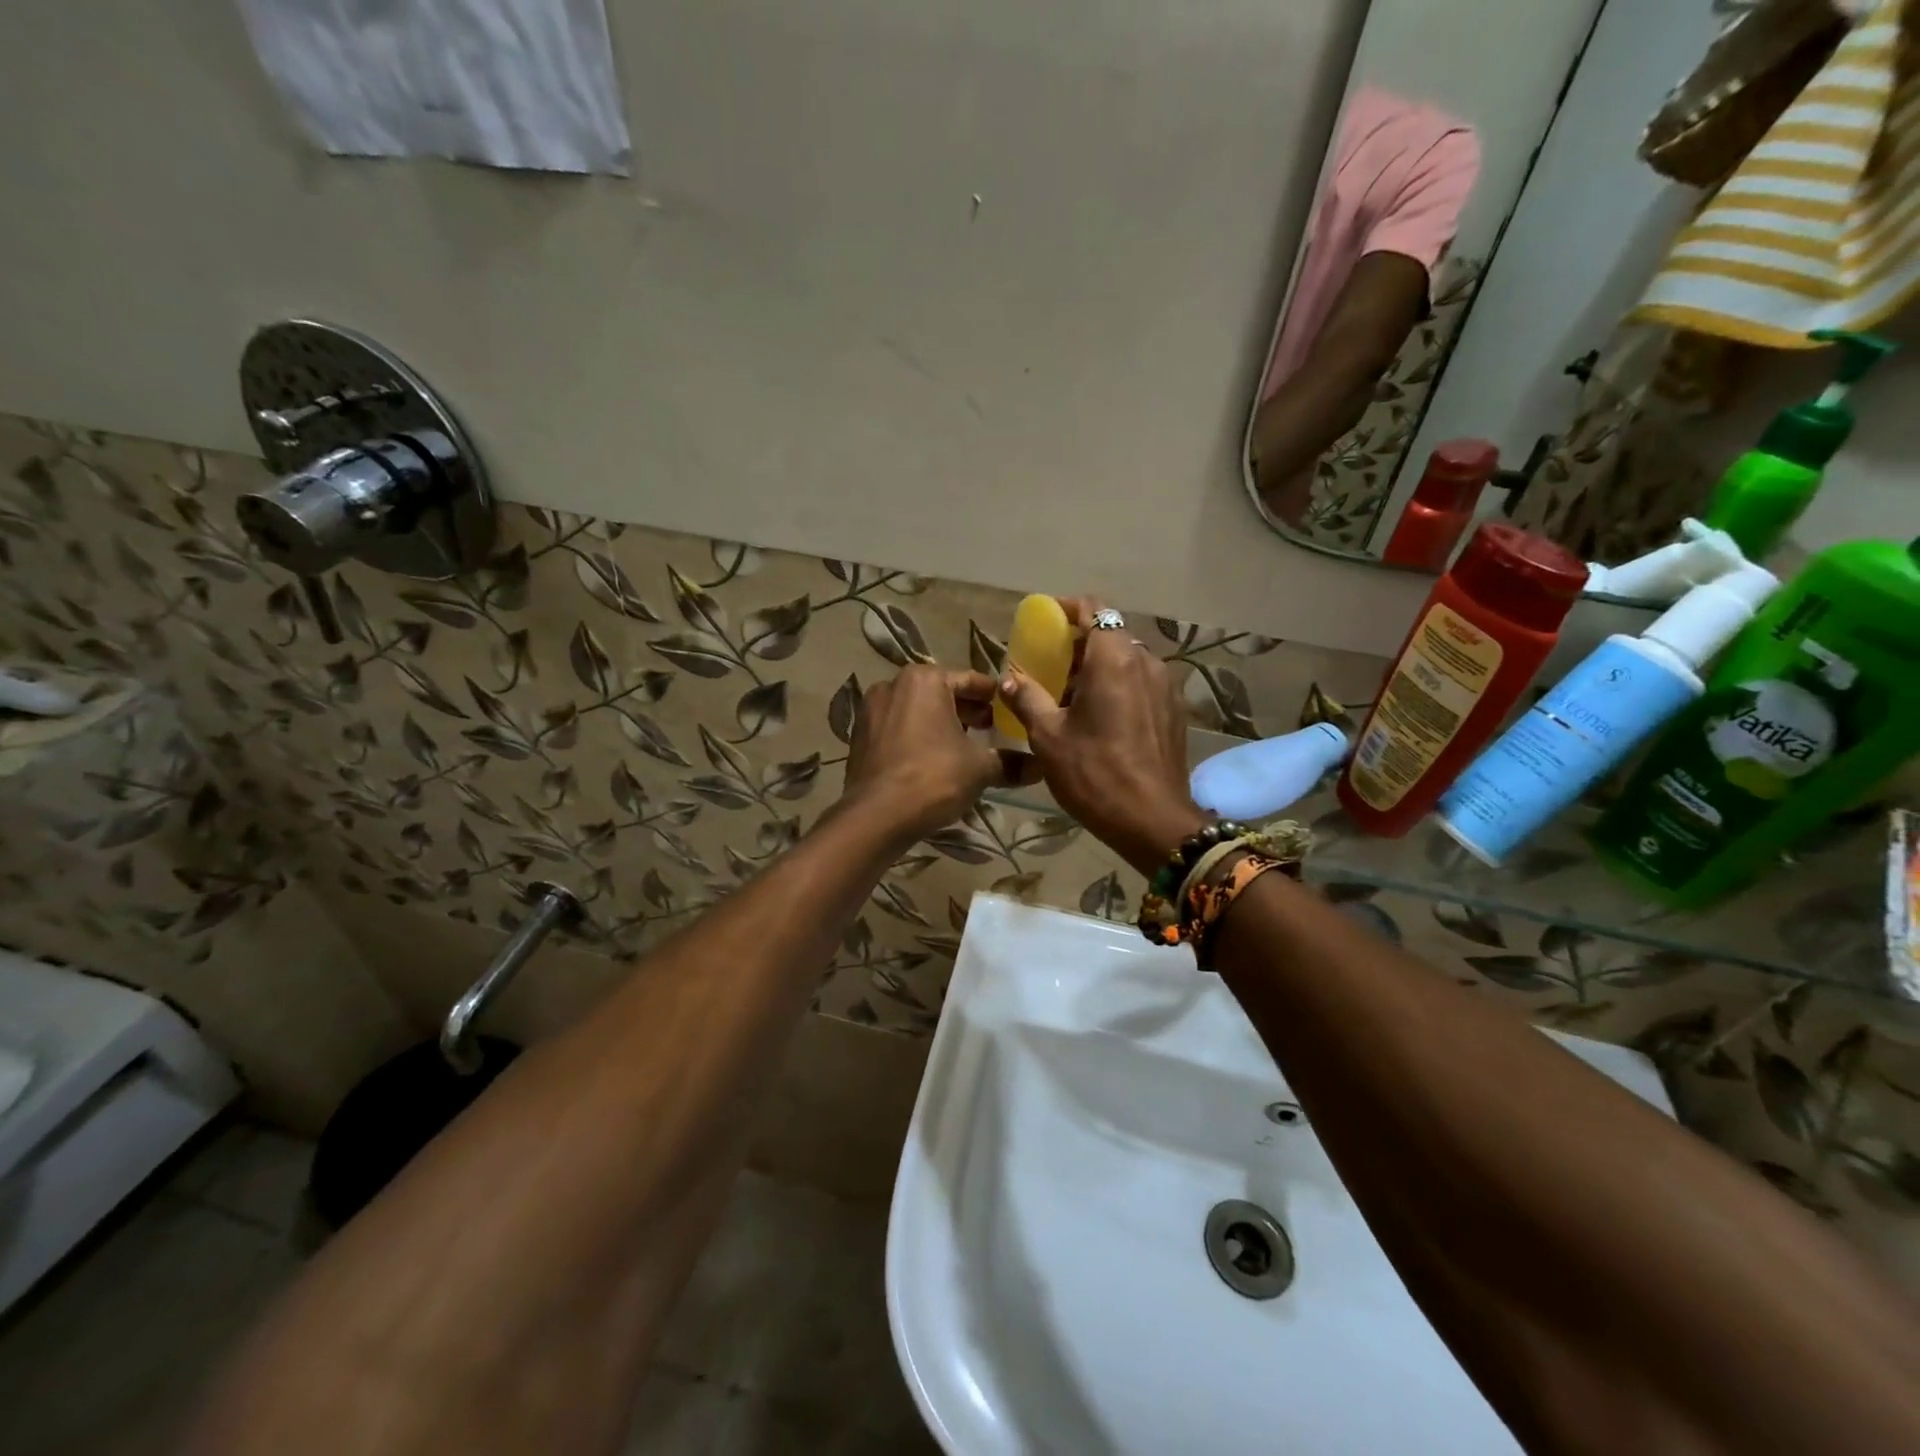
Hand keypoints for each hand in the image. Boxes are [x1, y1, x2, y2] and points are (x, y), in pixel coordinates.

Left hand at [840, 665, 1015, 845]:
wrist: (876, 816)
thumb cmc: (933, 778)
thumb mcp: (979, 769)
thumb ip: (1010, 763)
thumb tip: (1041, 766)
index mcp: (924, 680)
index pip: (970, 681)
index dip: (994, 697)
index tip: (1010, 709)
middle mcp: (893, 685)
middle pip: (941, 693)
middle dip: (966, 711)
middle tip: (991, 730)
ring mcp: (871, 710)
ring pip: (917, 711)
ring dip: (940, 724)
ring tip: (964, 747)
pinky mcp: (859, 736)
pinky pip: (897, 728)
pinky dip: (916, 737)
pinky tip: (932, 760)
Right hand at [997, 600, 1209, 874]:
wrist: (1152, 821)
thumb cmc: (1094, 773)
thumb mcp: (1048, 737)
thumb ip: (1026, 698)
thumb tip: (1008, 678)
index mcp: (1113, 659)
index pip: (1094, 610)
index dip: (1068, 609)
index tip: (1046, 622)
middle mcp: (1145, 662)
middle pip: (1111, 635)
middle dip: (1080, 644)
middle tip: (1051, 666)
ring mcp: (1166, 686)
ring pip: (1128, 660)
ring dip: (1100, 668)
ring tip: (1074, 696)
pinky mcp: (1175, 710)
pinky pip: (1143, 683)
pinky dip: (1120, 687)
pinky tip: (1103, 718)